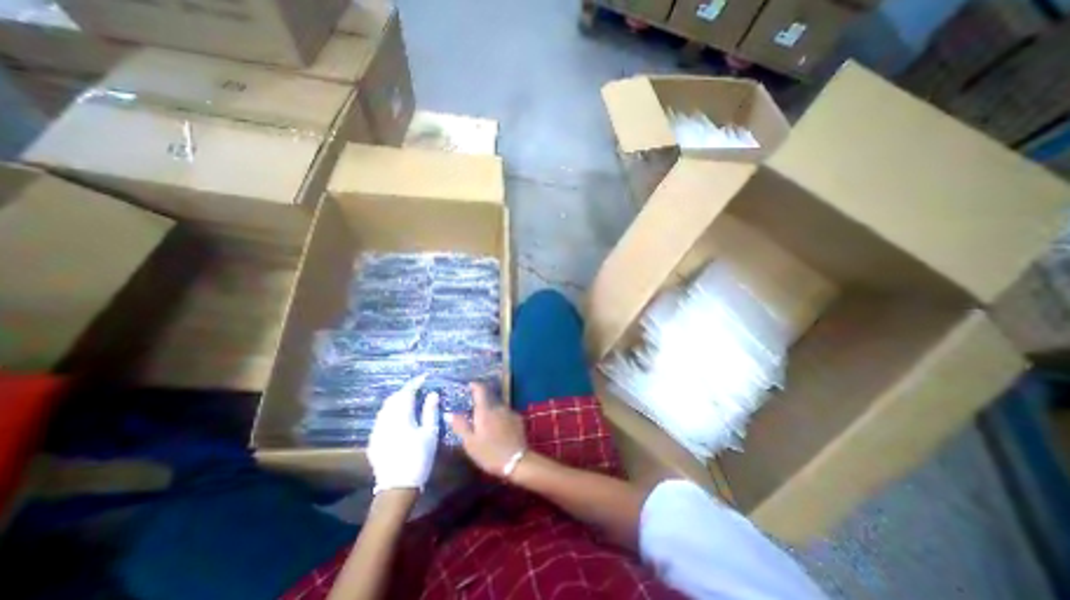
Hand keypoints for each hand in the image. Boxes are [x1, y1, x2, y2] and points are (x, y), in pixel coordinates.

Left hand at [366, 375, 435, 497]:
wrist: (397, 486)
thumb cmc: (419, 457)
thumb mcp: (430, 433)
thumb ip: (430, 411)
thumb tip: (432, 393)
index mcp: (400, 416)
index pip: (406, 393)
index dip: (415, 383)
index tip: (425, 377)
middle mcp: (385, 420)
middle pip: (393, 398)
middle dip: (405, 390)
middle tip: (418, 388)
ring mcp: (377, 430)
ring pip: (386, 408)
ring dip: (397, 400)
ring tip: (410, 399)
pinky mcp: (373, 440)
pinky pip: (382, 418)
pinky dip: (391, 411)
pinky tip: (399, 416)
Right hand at [447, 382, 525, 474]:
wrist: (517, 461)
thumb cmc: (490, 453)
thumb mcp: (470, 443)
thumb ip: (461, 426)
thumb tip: (449, 413)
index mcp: (485, 410)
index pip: (480, 390)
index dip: (474, 385)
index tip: (469, 386)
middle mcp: (499, 407)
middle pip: (489, 399)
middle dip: (481, 404)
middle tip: (474, 415)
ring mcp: (510, 412)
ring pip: (498, 407)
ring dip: (491, 412)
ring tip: (486, 426)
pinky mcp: (519, 419)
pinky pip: (506, 414)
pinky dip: (501, 418)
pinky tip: (499, 430)